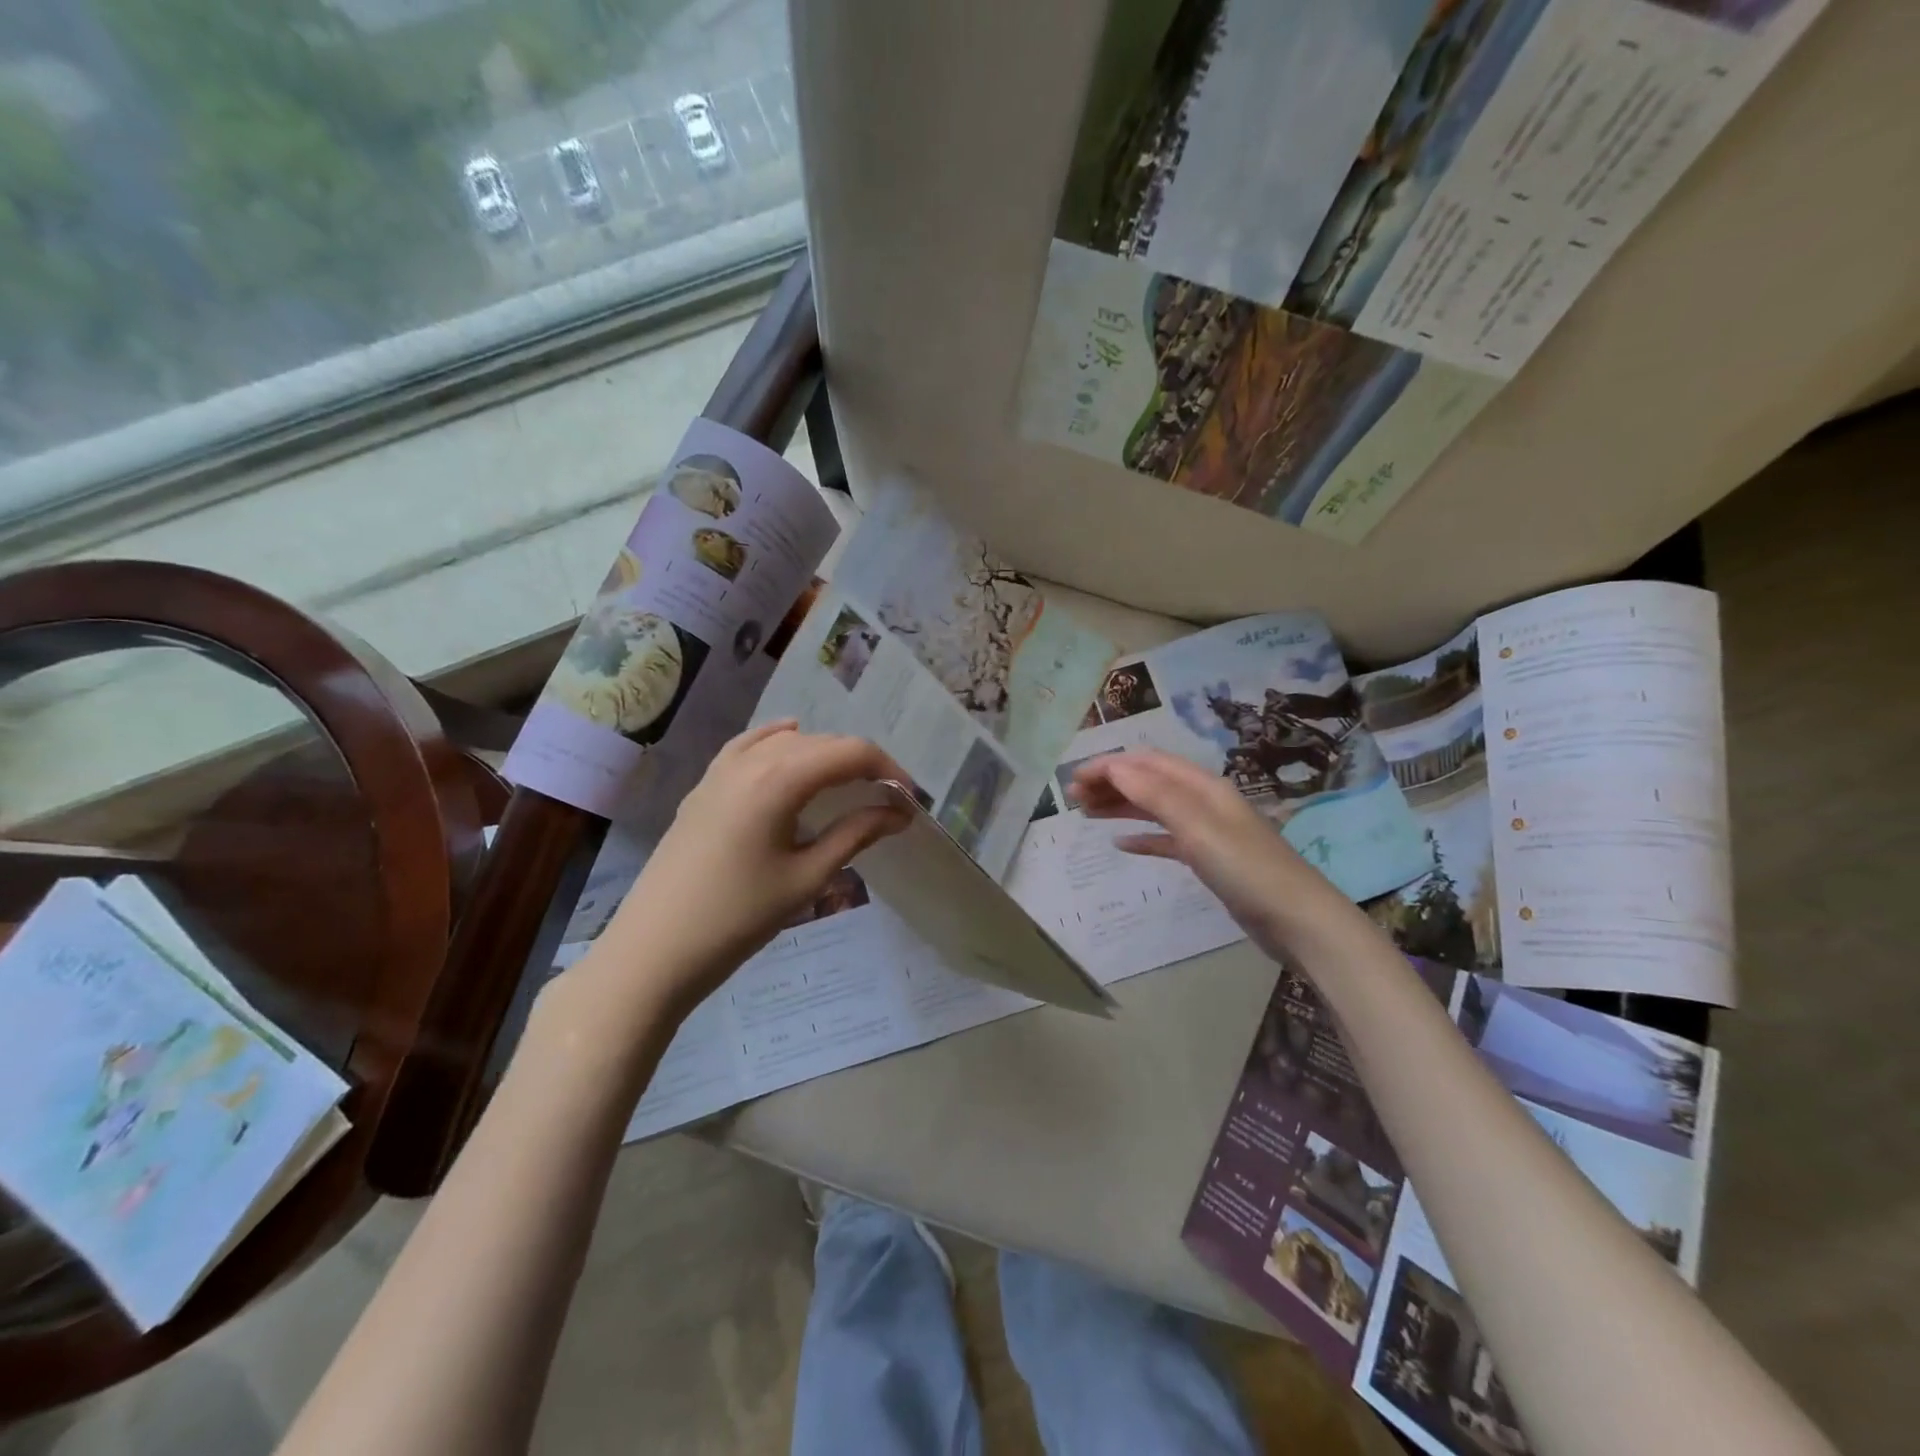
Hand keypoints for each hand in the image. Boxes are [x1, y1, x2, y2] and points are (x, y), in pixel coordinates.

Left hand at [588, 722, 910, 1017]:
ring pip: (785, 743)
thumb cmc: (739, 917)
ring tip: (846, 785)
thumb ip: (856, 834)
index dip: (888, 768)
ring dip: (823, 755)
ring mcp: (721, 771)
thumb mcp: (807, 877)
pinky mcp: (703, 787)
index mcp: (780, 778)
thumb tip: (898, 812)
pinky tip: (788, 742)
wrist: (655, 949)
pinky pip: (747, 747)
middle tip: (886, 799)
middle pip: (821, 743)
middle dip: (860, 763)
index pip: (850, 752)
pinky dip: (776, 741)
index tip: (909, 800)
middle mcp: (752, 761)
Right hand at [1068, 749, 1357, 960]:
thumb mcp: (1198, 827)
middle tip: (1073, 797)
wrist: (1297, 921)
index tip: (1074, 778)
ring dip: (1121, 806)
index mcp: (1203, 787)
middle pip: (1149, 782)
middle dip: (1111, 783)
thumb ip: (1155, 795)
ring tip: (1086, 813)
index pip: (1148, 763)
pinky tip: (1121, 844)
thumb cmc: (1246, 869)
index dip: (1110, 765)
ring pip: (1154, 808)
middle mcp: (1203, 802)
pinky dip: (1142, 837)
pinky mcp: (1208, 859)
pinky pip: (1166, 839)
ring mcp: (1207, 831)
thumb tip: (1115, 767)